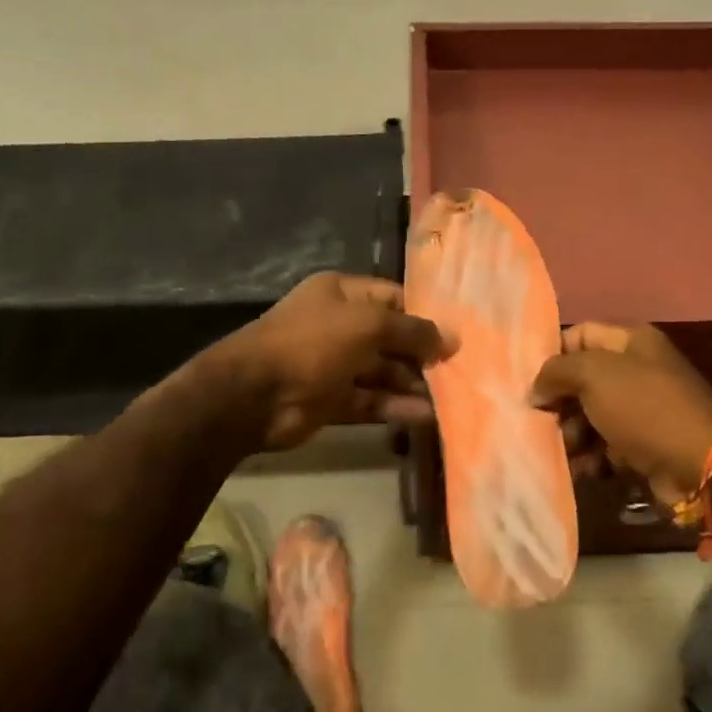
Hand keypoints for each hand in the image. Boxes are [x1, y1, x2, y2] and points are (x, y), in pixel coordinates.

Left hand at [215, 272, 453, 450]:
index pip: (393, 298)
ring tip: (448, 399)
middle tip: (458, 371)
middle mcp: (339, 325)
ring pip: (382, 372)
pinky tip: (424, 417)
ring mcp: (333, 364)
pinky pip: (370, 401)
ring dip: (412, 385)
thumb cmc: (312, 344)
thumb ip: (411, 331)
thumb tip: (451, 339)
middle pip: (390, 338)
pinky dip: (394, 407)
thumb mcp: (367, 325)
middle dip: (422, 354)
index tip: (457, 335)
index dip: (424, 315)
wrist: (252, 395)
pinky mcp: (331, 399)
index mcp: (342, 294)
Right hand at [530, 323, 711, 503]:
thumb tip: (536, 389)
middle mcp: (636, 371)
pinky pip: (604, 447)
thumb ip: (556, 372)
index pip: (578, 335)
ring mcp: (640, 410)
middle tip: (543, 422)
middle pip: (581, 380)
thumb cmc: (645, 408)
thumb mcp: (594, 375)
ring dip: (572, 435)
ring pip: (589, 417)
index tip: (527, 381)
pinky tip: (585, 470)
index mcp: (630, 342)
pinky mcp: (642, 446)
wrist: (700, 464)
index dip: (552, 354)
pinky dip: (591, 458)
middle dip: (559, 402)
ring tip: (567, 450)